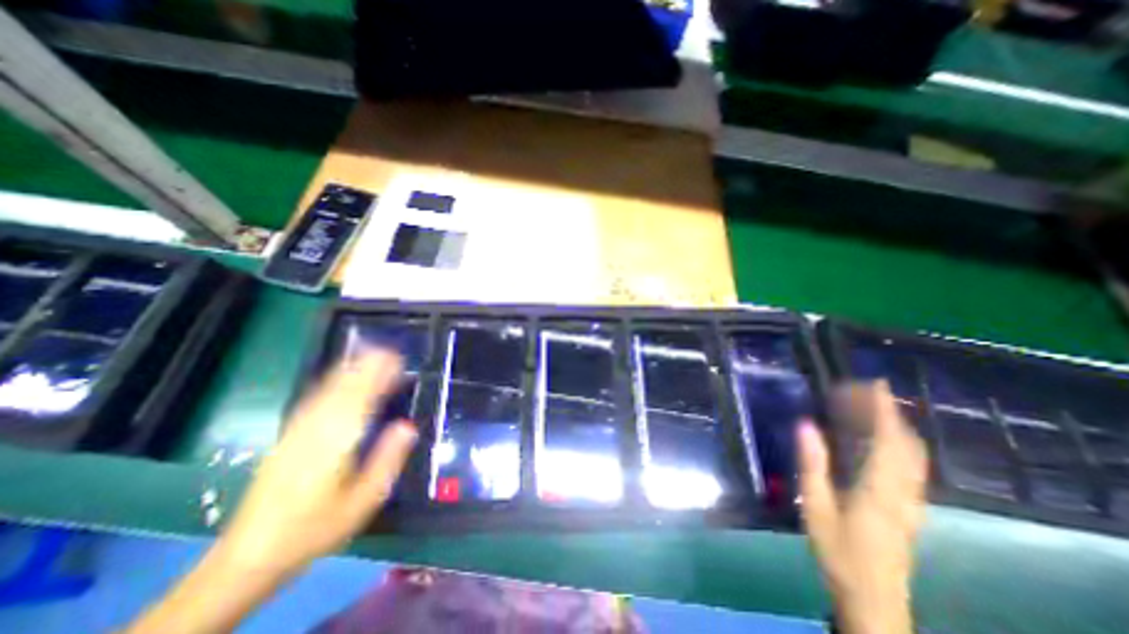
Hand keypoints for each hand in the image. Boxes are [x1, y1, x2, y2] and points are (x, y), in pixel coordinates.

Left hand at [127, 352, 417, 633]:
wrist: (252, 553)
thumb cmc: (317, 526)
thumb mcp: (364, 499)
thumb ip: (387, 460)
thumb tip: (408, 426)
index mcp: (337, 441)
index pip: (362, 397)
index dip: (380, 375)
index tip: (397, 359)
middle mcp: (315, 429)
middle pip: (343, 387)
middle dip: (366, 365)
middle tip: (388, 349)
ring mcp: (297, 431)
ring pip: (326, 390)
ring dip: (348, 369)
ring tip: (367, 354)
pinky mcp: (287, 437)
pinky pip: (313, 400)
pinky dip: (329, 382)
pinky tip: (337, 378)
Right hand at [792, 381, 925, 633]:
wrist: (872, 598)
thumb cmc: (838, 550)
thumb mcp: (815, 506)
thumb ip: (812, 464)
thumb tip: (805, 424)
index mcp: (880, 488)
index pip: (889, 440)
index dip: (883, 409)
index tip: (874, 383)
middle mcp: (904, 491)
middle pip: (907, 444)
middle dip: (888, 412)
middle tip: (860, 390)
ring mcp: (912, 501)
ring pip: (913, 456)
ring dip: (894, 426)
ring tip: (867, 407)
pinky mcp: (910, 508)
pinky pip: (911, 467)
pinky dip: (898, 444)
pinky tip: (879, 440)